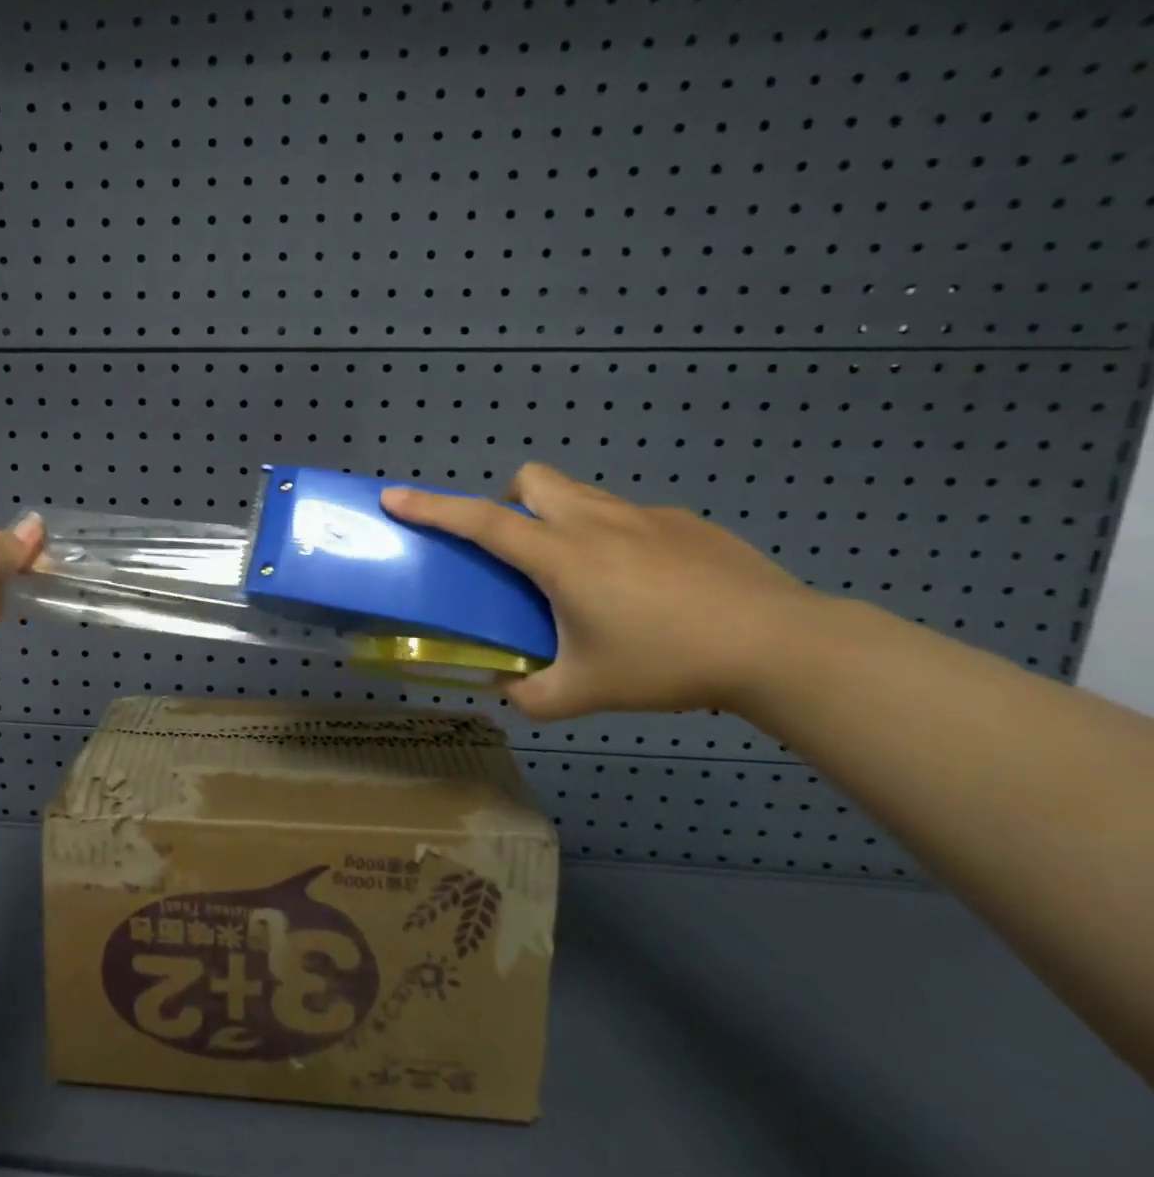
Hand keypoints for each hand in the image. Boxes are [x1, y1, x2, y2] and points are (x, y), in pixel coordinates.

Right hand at [381, 465, 819, 721]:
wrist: (781, 645)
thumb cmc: (669, 663)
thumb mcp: (587, 692)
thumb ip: (532, 696)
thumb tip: (506, 691)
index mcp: (561, 556)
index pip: (480, 521)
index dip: (432, 509)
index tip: (394, 497)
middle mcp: (594, 521)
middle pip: (531, 481)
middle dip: (509, 501)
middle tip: (519, 552)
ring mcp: (644, 516)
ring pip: (579, 493)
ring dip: (559, 517)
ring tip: (580, 572)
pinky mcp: (685, 522)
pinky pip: (628, 516)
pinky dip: (613, 537)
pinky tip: (645, 585)